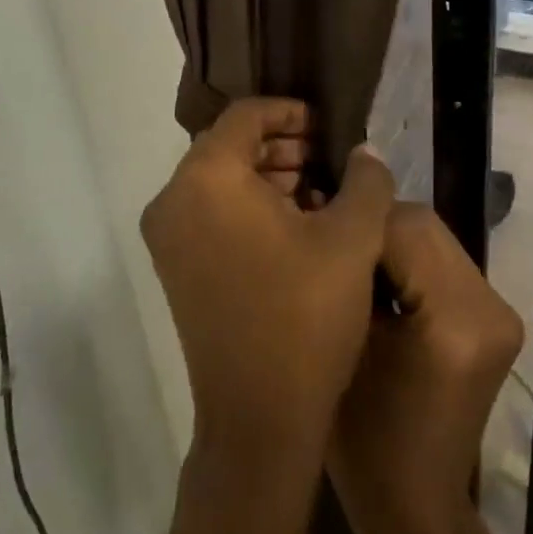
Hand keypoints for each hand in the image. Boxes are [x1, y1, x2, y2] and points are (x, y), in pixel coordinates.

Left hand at [141, 99, 393, 466]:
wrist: (258, 422)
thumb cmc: (305, 317)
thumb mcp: (353, 240)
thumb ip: (365, 180)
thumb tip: (364, 152)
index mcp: (207, 177)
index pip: (245, 116)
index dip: (288, 111)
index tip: (325, 127)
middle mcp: (174, 198)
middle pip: (228, 145)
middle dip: (280, 145)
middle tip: (325, 161)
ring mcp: (167, 237)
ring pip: (218, 180)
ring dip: (265, 176)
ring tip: (316, 193)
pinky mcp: (173, 268)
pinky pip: (209, 213)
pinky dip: (246, 206)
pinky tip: (293, 226)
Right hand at [327, 203, 524, 533]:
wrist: (416, 506)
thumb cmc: (364, 439)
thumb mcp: (343, 345)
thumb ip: (346, 272)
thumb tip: (323, 208)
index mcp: (454, 320)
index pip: (401, 227)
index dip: (354, 219)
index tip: (314, 220)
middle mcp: (489, 306)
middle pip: (423, 224)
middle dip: (373, 225)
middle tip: (331, 241)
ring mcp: (499, 311)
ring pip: (433, 237)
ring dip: (391, 239)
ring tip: (351, 260)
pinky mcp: (495, 317)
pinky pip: (443, 261)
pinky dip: (410, 259)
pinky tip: (379, 280)